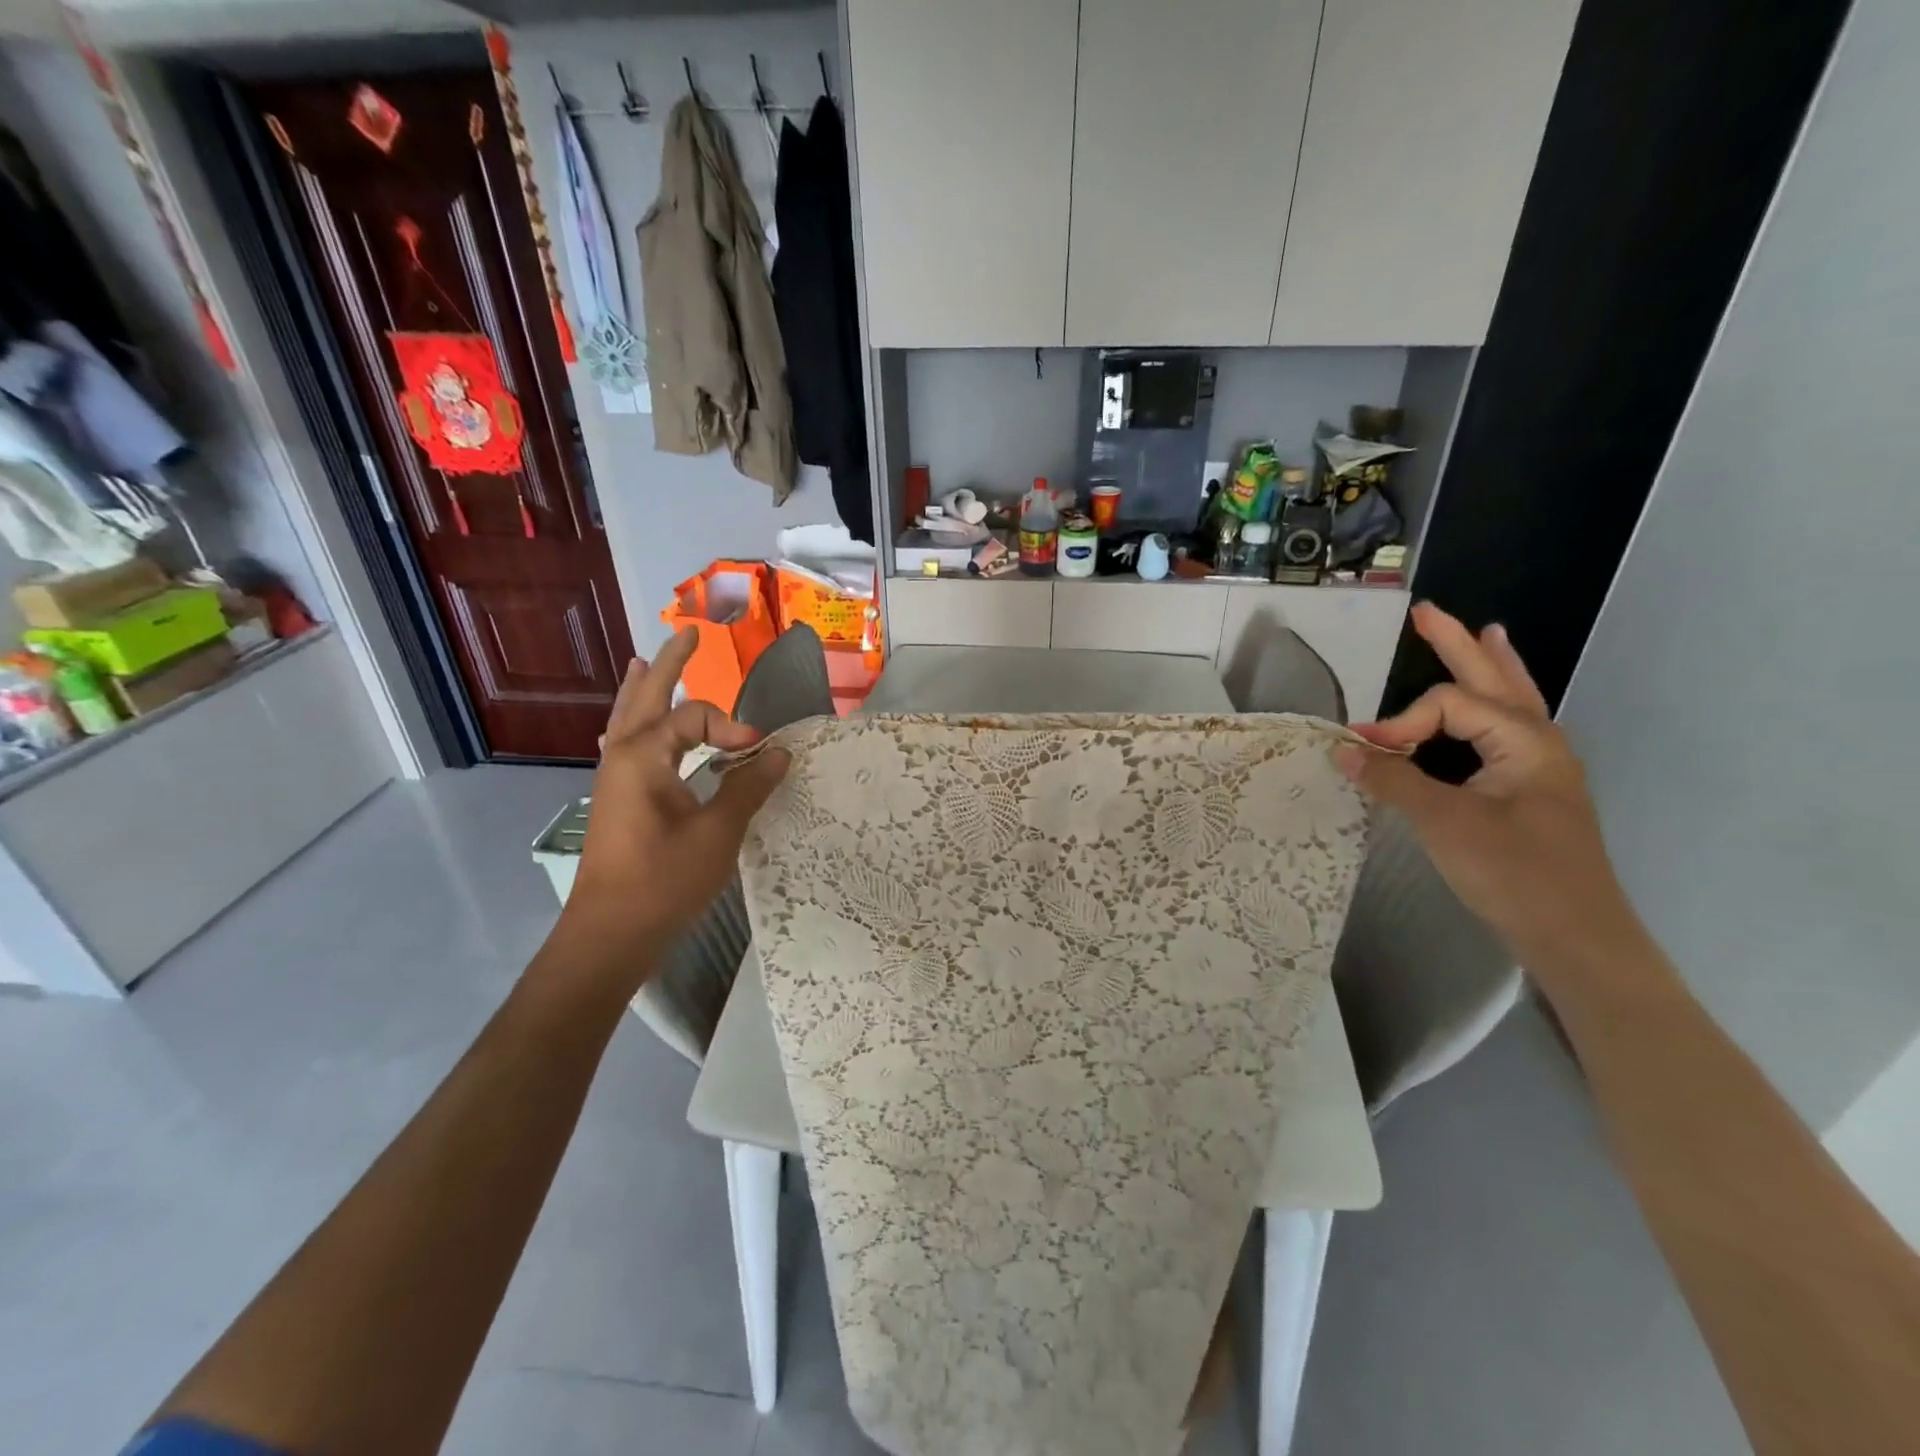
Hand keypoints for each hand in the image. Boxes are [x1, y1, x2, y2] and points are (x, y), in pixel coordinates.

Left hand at [548, 630, 788, 989]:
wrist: (611, 934)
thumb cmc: (664, 880)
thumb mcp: (718, 832)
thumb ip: (748, 786)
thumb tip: (778, 752)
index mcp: (643, 755)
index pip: (694, 717)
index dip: (732, 727)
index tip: (759, 753)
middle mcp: (622, 756)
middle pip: (644, 695)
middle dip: (668, 664)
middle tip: (687, 634)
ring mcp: (613, 778)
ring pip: (628, 718)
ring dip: (643, 688)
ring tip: (644, 661)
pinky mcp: (616, 799)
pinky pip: (624, 743)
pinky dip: (633, 723)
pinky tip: (628, 729)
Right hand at [1335, 603, 1641, 973]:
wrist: (1576, 937)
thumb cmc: (1514, 873)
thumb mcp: (1444, 823)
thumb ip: (1393, 780)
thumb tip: (1344, 749)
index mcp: (1524, 740)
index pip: (1448, 705)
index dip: (1400, 721)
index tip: (1365, 753)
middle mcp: (1538, 743)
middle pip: (1494, 679)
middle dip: (1459, 644)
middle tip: (1428, 612)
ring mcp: (1540, 768)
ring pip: (1509, 702)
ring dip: (1490, 668)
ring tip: (1485, 635)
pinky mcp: (1531, 793)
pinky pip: (1506, 733)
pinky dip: (1493, 707)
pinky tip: (1487, 710)